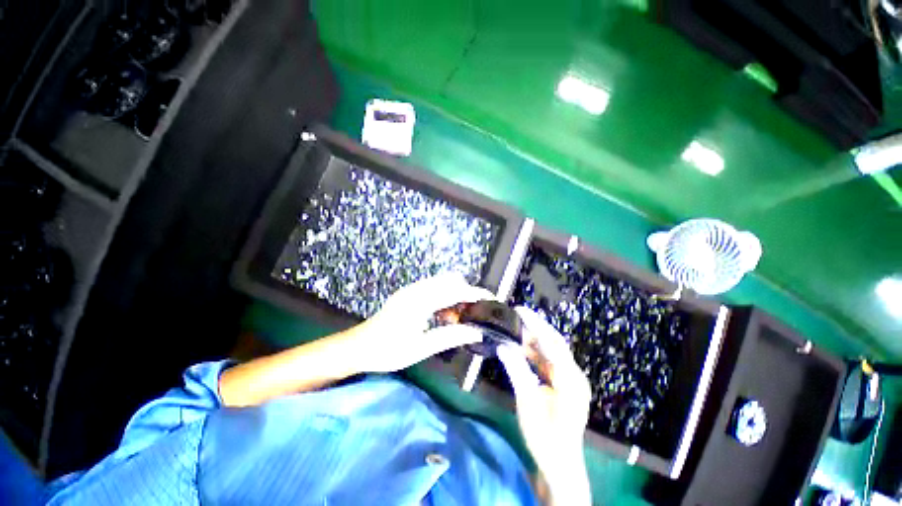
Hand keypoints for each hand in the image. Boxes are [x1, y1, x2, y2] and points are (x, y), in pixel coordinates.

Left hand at [353, 274, 494, 373]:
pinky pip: (433, 288)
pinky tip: (442, 316)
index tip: (489, 299)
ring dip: (454, 295)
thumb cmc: (388, 351)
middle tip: (472, 314)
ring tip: (457, 318)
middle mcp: (416, 289)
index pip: (454, 291)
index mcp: (420, 301)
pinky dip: (444, 297)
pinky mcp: (408, 293)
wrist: (359, 347)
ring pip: (442, 283)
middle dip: (465, 293)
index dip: (474, 293)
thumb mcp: (420, 348)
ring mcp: (411, 290)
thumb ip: (449, 337)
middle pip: (450, 280)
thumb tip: (475, 332)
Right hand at [496, 307, 591, 505]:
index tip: (520, 310)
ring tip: (517, 328)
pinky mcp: (565, 385)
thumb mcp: (527, 403)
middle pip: (554, 343)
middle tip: (518, 313)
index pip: (552, 343)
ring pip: (551, 352)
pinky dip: (536, 354)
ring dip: (535, 340)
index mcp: (570, 379)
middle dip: (537, 327)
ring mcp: (571, 381)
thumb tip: (503, 346)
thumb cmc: (544, 436)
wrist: (559, 465)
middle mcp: (574, 375)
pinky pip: (549, 363)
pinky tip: (522, 348)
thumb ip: (516, 371)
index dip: (536, 324)